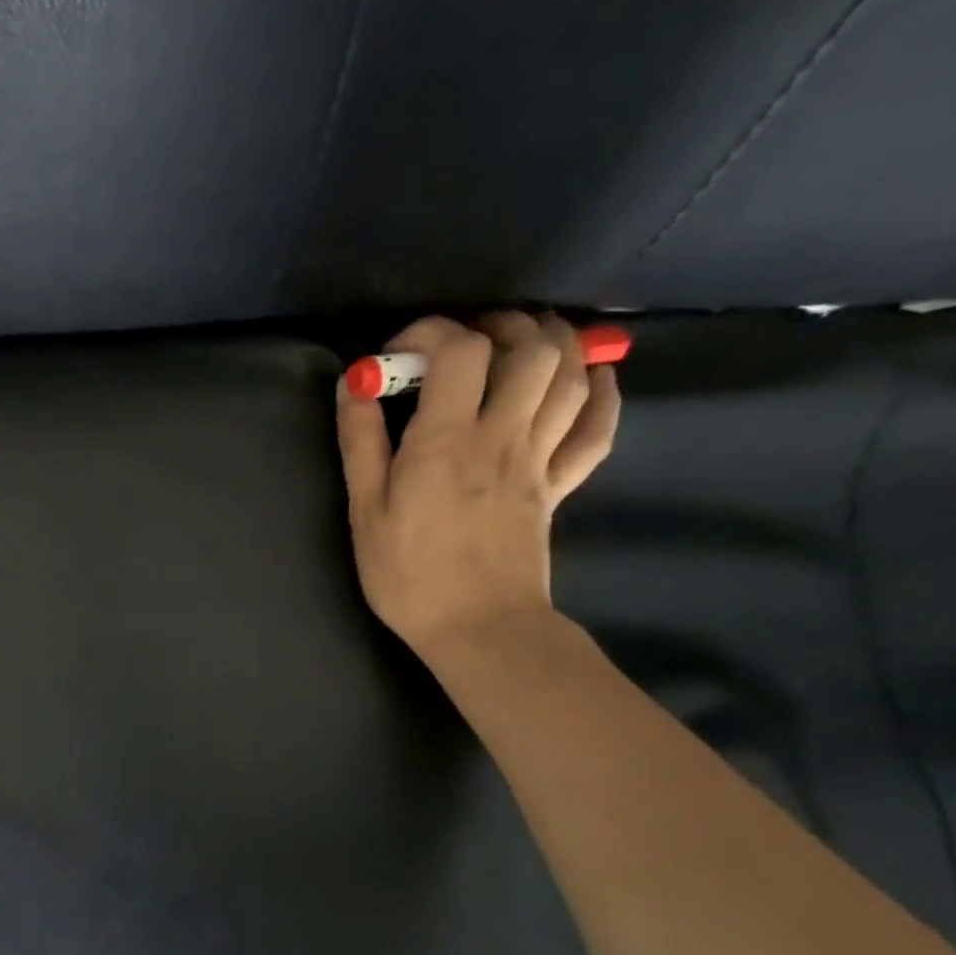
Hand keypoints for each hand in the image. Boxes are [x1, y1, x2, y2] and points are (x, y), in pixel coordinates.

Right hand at [336, 312, 619, 660]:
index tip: (400, 355)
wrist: (478, 628)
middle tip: (467, 341)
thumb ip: (360, 442)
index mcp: (447, 441)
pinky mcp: (560, 486)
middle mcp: (503, 436)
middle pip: (532, 349)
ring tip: (520, 343)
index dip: (431, 332)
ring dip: (553, 344)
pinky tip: (588, 378)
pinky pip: (598, 429)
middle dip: (501, 326)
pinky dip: (600, 393)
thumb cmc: (409, 574)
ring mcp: (541, 460)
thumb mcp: (365, 510)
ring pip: (572, 377)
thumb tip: (354, 384)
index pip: (460, 350)